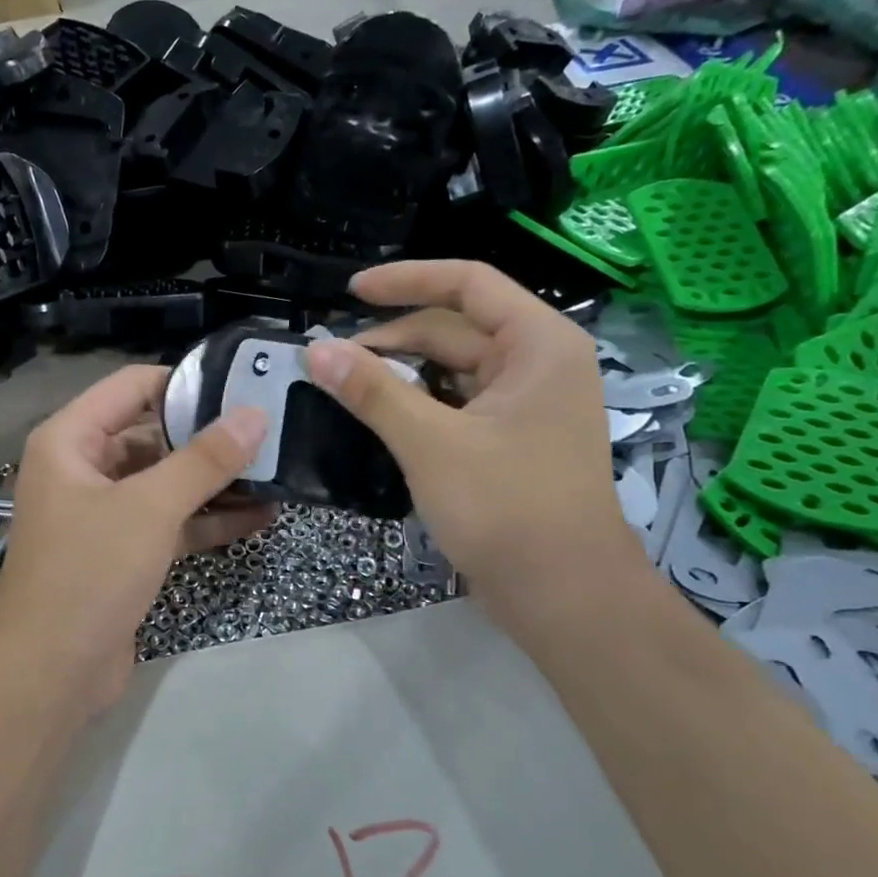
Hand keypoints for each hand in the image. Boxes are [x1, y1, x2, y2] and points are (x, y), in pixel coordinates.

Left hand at [0, 365, 273, 710]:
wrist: (50, 674)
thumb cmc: (89, 572)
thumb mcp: (149, 508)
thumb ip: (204, 460)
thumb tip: (254, 414)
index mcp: (70, 440)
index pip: (132, 386)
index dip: (185, 381)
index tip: (243, 385)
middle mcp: (83, 468)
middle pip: (152, 435)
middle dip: (208, 437)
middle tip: (272, 429)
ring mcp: (103, 513)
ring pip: (165, 482)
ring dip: (215, 482)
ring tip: (277, 470)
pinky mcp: (123, 553)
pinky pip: (169, 523)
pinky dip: (207, 520)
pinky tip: (260, 517)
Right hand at [302, 260, 640, 618]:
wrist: (562, 595)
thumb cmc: (506, 508)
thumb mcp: (431, 443)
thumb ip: (372, 391)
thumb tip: (315, 351)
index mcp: (537, 344)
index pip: (467, 284)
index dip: (405, 281)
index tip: (350, 292)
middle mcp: (538, 363)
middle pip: (454, 329)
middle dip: (392, 340)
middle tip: (331, 362)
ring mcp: (527, 404)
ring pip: (452, 369)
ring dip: (401, 375)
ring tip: (347, 387)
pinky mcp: (512, 440)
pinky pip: (457, 404)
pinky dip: (418, 405)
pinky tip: (380, 417)